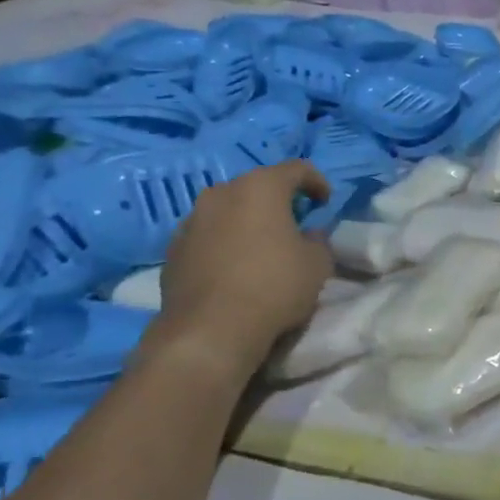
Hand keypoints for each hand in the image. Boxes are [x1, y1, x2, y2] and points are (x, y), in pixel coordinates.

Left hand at [151, 161, 333, 377]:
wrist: (210, 330)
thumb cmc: (274, 286)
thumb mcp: (317, 263)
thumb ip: (317, 240)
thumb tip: (308, 235)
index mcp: (260, 187)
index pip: (296, 168)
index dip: (316, 181)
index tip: (326, 202)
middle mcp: (221, 194)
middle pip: (256, 186)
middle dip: (278, 200)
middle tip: (295, 222)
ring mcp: (191, 221)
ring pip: (228, 210)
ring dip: (247, 221)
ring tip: (262, 247)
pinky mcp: (173, 250)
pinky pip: (207, 236)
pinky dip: (224, 243)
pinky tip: (235, 268)